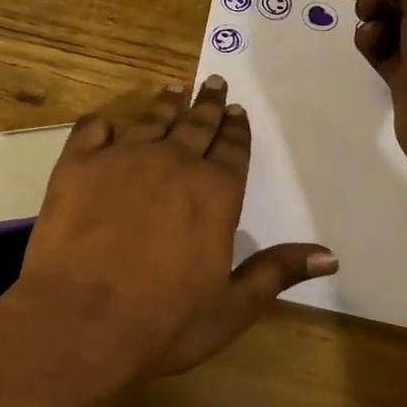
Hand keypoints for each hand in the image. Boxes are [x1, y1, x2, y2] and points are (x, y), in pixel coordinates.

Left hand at [13, 77, 336, 386]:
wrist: (81, 323)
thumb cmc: (164, 322)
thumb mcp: (232, 307)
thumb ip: (277, 272)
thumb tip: (330, 255)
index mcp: (215, 193)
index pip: (233, 150)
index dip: (237, 130)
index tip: (238, 111)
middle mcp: (172, 163)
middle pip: (196, 125)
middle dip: (208, 105)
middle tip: (213, 83)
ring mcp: (121, 159)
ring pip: (150, 121)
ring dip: (165, 106)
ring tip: (173, 91)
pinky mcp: (76, 166)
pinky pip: (92, 130)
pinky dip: (103, 125)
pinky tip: (108, 124)